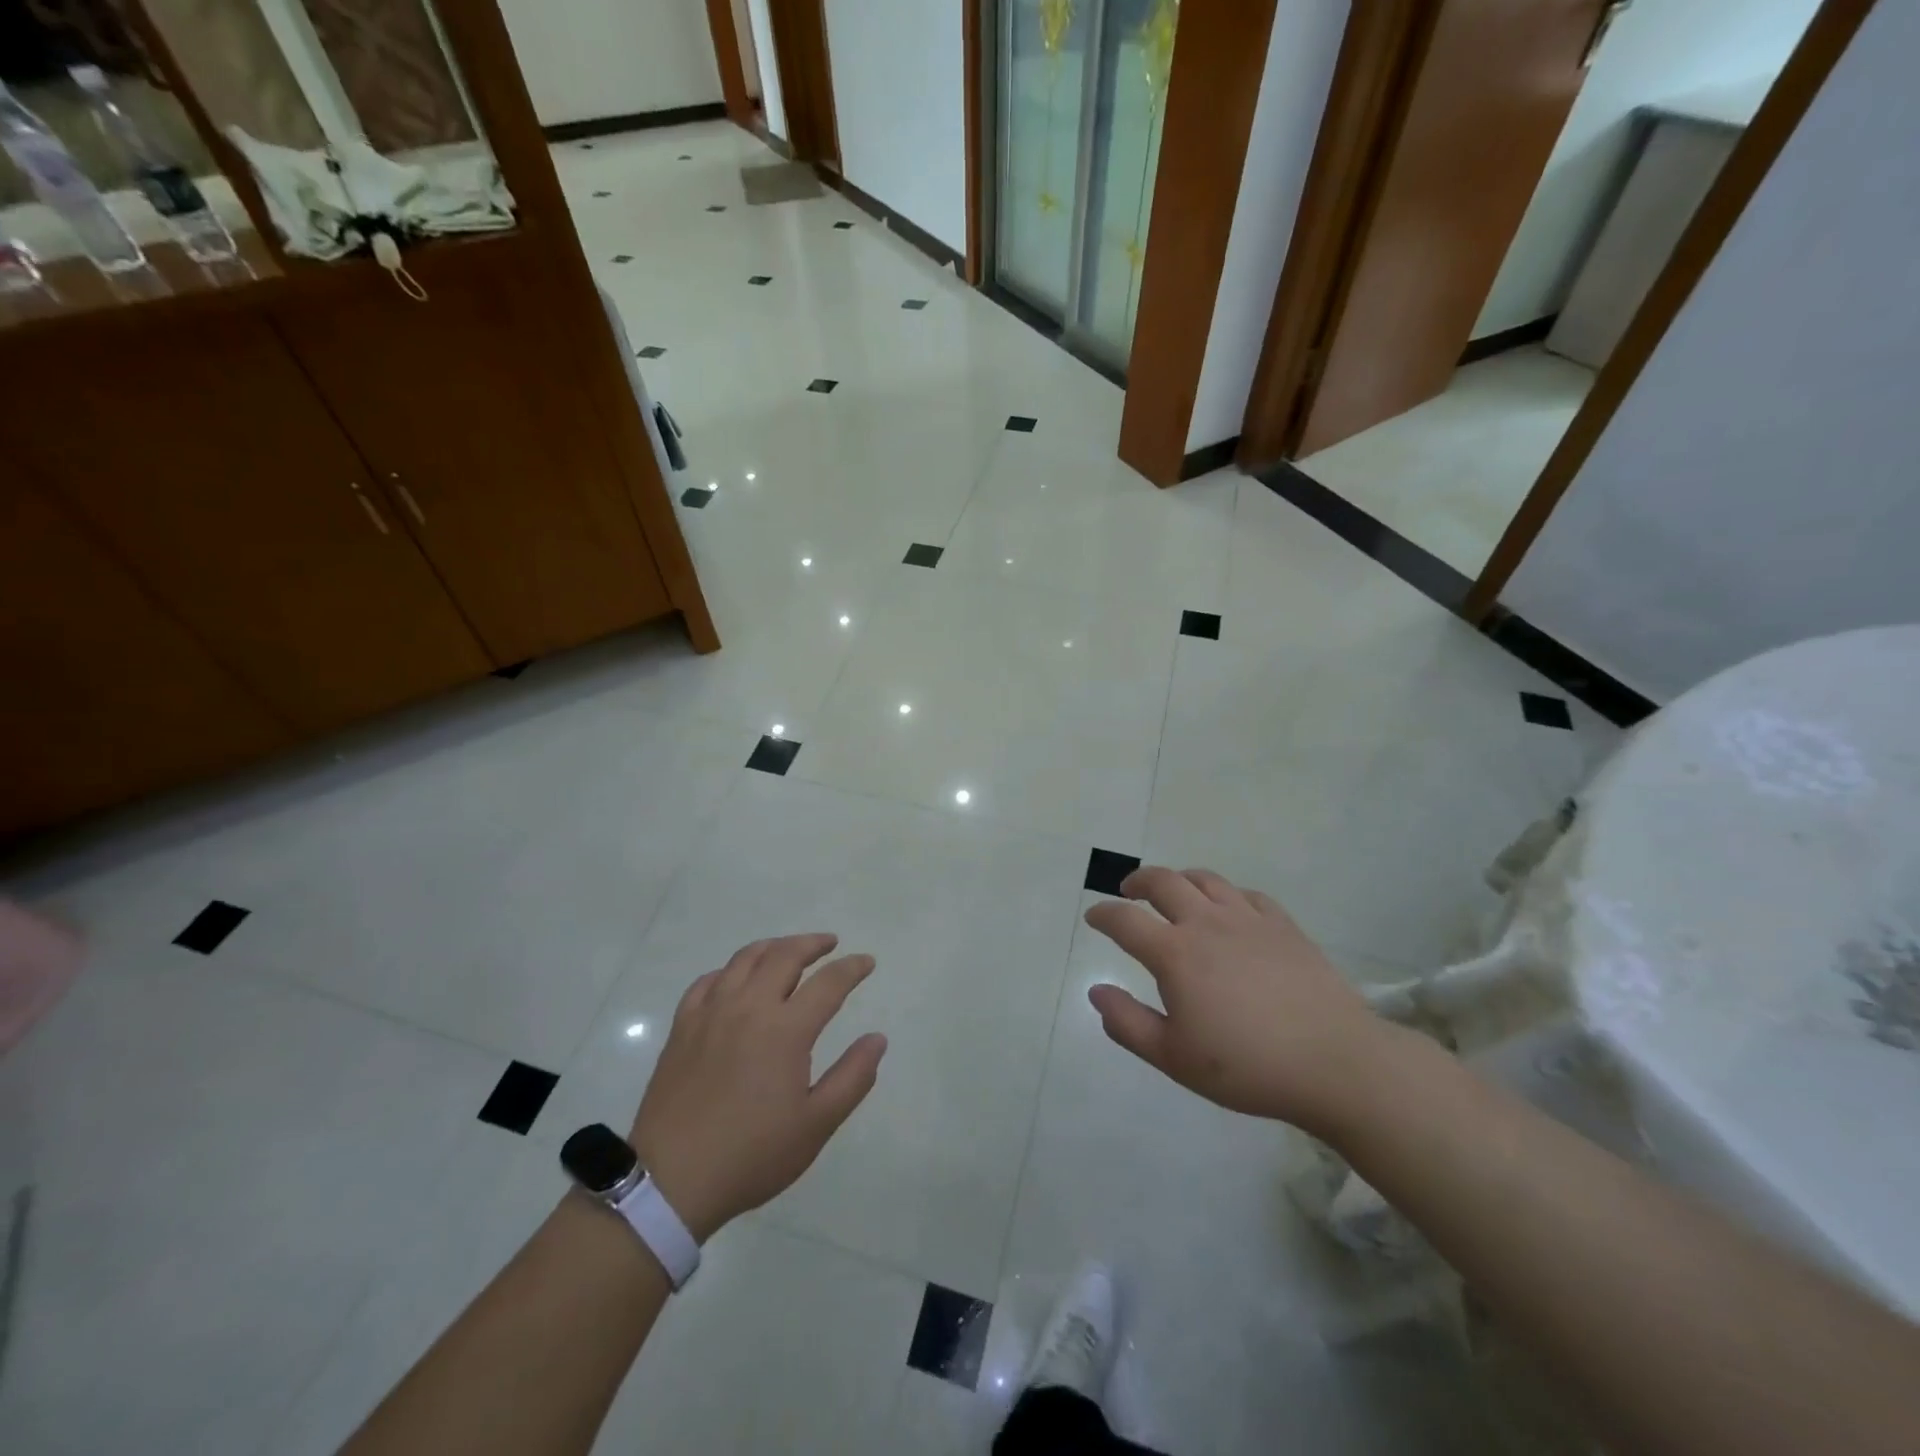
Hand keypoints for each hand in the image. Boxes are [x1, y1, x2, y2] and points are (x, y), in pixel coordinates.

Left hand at [629, 934, 886, 1240]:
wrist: (672, 1180)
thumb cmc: (752, 1154)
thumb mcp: (816, 1125)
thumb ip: (852, 1077)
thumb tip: (877, 1038)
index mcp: (786, 1029)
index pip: (829, 982)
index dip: (852, 968)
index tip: (867, 962)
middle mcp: (749, 1007)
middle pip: (785, 955)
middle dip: (813, 943)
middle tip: (830, 944)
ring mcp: (711, 1012)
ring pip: (745, 959)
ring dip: (773, 947)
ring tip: (787, 950)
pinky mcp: (683, 1026)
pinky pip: (708, 981)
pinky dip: (729, 970)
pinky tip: (735, 980)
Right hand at [1084, 867, 1401, 1137]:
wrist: (1335, 1063)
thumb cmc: (1247, 1066)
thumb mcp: (1174, 1057)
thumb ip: (1127, 1023)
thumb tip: (1096, 991)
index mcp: (1176, 953)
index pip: (1125, 921)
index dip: (1103, 915)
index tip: (1093, 917)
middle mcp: (1207, 923)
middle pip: (1164, 882)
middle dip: (1138, 881)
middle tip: (1128, 891)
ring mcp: (1249, 920)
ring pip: (1206, 880)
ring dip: (1181, 879)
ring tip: (1174, 890)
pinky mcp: (1284, 926)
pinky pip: (1248, 895)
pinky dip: (1228, 895)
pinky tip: (1230, 909)